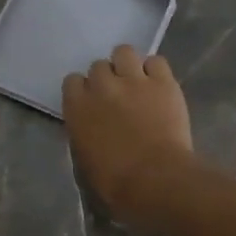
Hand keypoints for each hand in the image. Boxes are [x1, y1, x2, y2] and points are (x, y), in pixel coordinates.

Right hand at [62, 45, 193, 227]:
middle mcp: (102, 86)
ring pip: (124, 52)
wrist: (156, 180)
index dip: (83, 91)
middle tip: (117, 97)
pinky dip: (155, 71)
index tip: (92, 104)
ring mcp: (134, 80)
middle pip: (98, 65)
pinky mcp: (163, 82)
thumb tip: (92, 131)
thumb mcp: (85, 161)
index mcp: (78, 107)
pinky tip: (158, 86)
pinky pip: (156, 61)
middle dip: (106, 79)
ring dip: (127, 65)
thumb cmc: (115, 184)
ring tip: (136, 82)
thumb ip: (84, 135)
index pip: (72, 81)